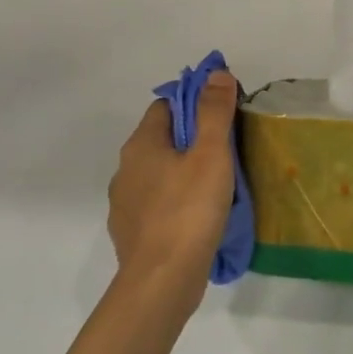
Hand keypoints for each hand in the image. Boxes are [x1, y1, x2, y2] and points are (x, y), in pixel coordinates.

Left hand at [107, 69, 237, 310]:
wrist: (162, 279)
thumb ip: (214, 112)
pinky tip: (198, 218)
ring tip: (216, 188)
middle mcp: (126, 169)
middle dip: (192, 141)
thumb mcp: (211, 154)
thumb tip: (216, 74)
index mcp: (141, 144)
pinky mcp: (131, 233)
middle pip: (161, 140)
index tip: (224, 118)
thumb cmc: (189, 210)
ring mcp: (125, 204)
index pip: (165, 106)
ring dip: (183, 174)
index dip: (194, 105)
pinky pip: (157, 206)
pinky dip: (176, 204)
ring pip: (158, 175)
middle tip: (228, 153)